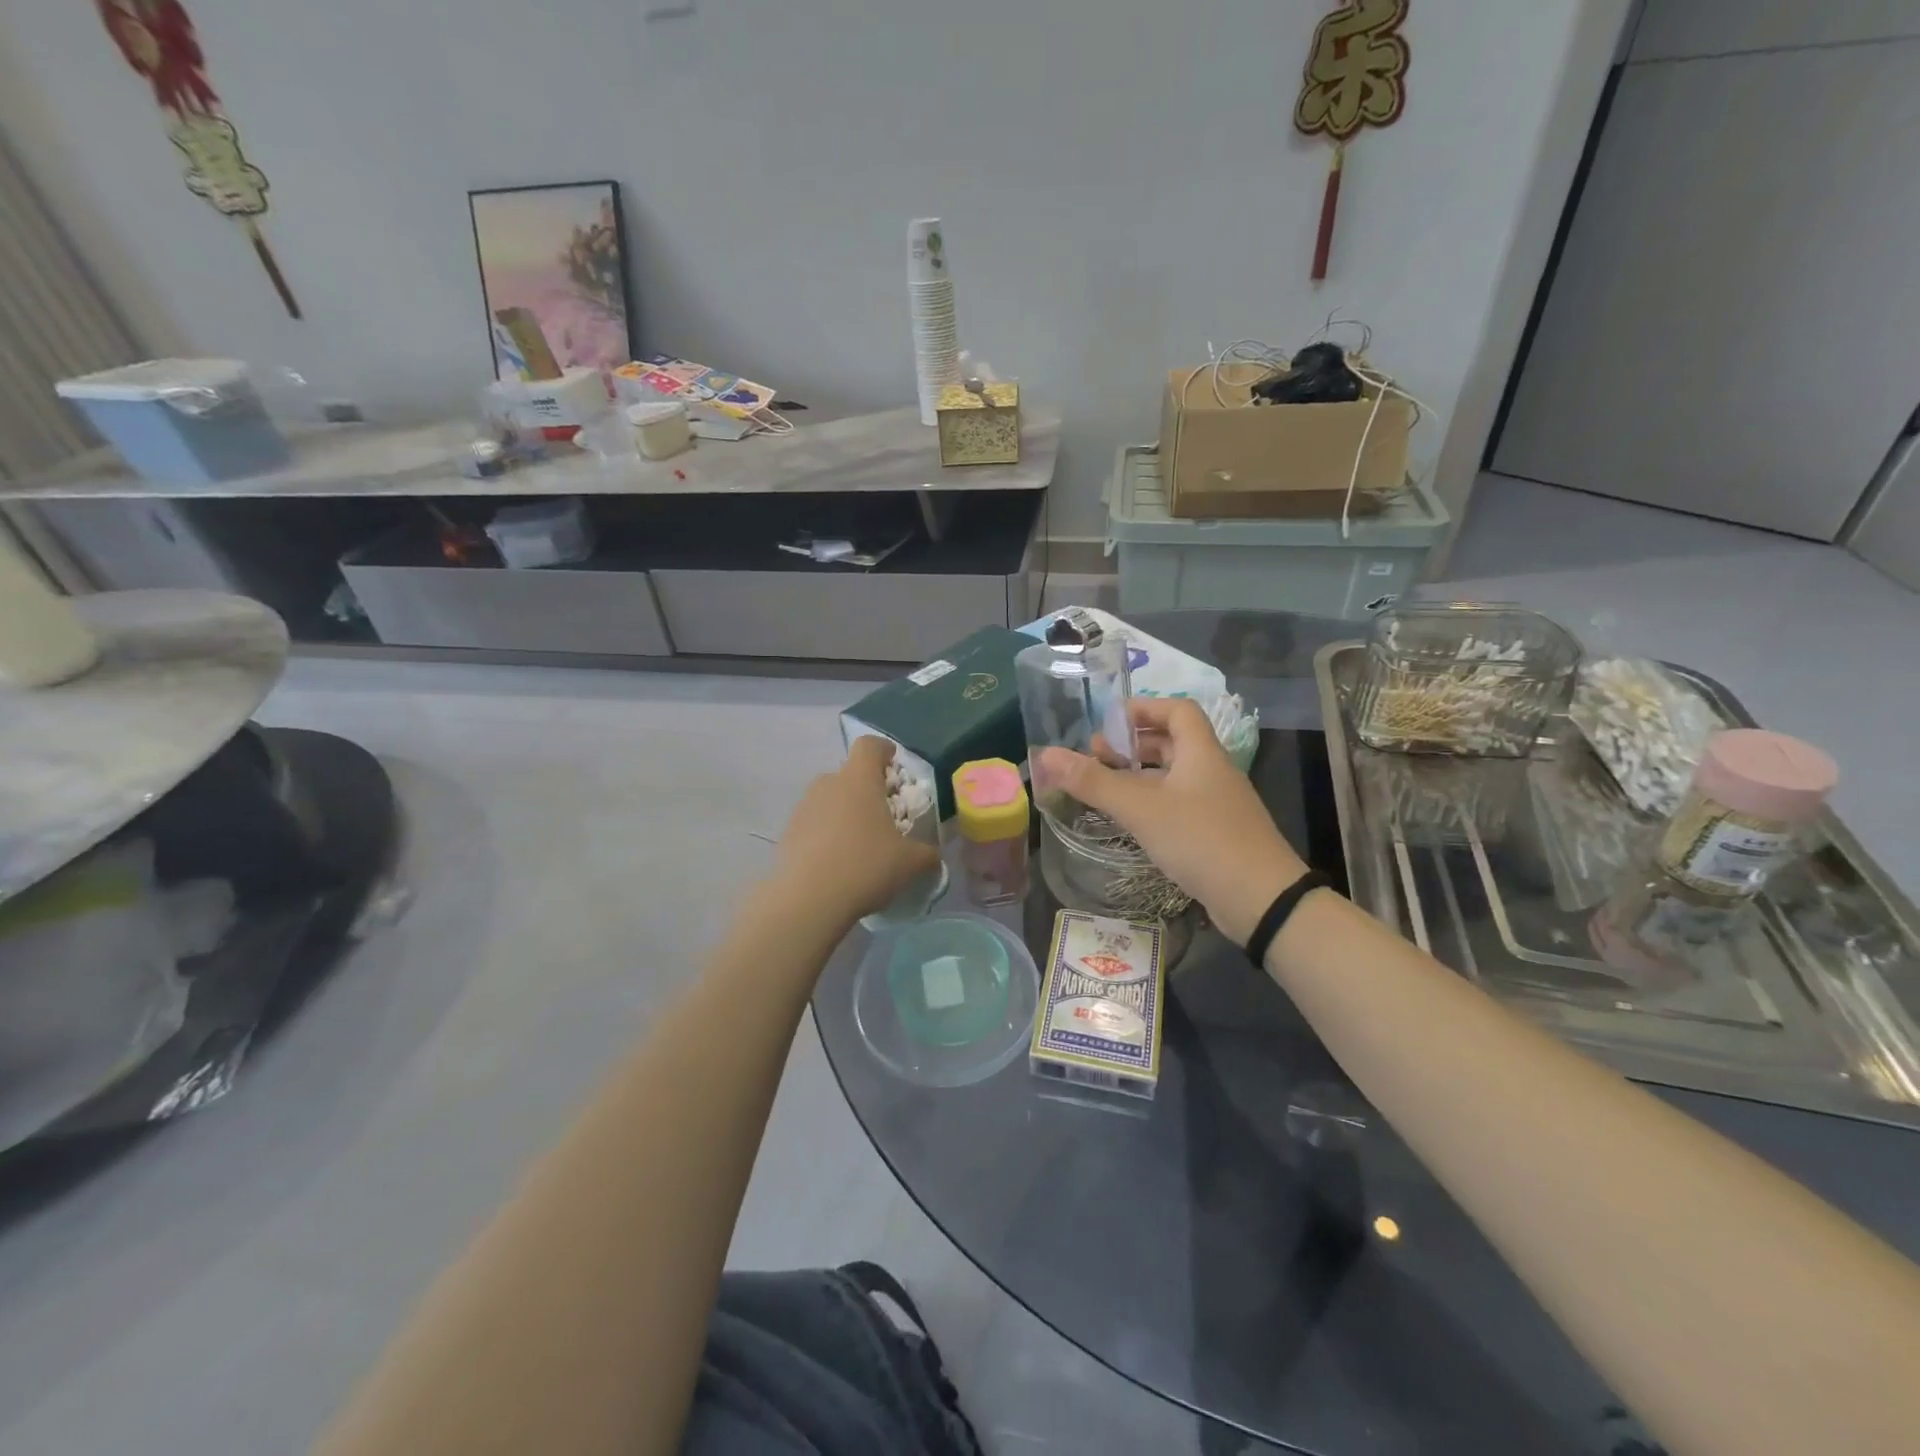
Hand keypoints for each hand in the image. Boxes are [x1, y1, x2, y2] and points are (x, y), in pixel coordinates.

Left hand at [773, 737, 939, 923]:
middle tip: (881, 815)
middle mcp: (828, 785)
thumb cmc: (866, 866)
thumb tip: (933, 855)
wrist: (808, 899)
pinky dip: (826, 835)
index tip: (893, 762)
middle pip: (848, 774)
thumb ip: (927, 853)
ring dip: (844, 812)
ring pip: (829, 799)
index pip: (869, 746)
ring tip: (858, 843)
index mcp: (859, 780)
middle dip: (865, 789)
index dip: (883, 750)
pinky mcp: (788, 833)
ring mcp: (804, 808)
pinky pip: (813, 824)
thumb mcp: (910, 863)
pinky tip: (836, 863)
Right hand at [1035, 698, 1307, 944]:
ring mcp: (1217, 804)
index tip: (1109, 722)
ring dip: (1141, 776)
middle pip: (1174, 743)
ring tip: (1106, 788)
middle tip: (1097, 757)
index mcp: (1201, 753)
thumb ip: (1093, 782)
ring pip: (1175, 777)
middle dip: (1134, 745)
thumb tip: (1046, 755)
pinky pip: (1179, 805)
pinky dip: (1153, 804)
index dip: (1144, 709)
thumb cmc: (1201, 839)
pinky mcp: (1217, 834)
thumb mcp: (1141, 808)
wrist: (1261, 900)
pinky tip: (1132, 822)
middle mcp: (1212, 771)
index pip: (1177, 710)